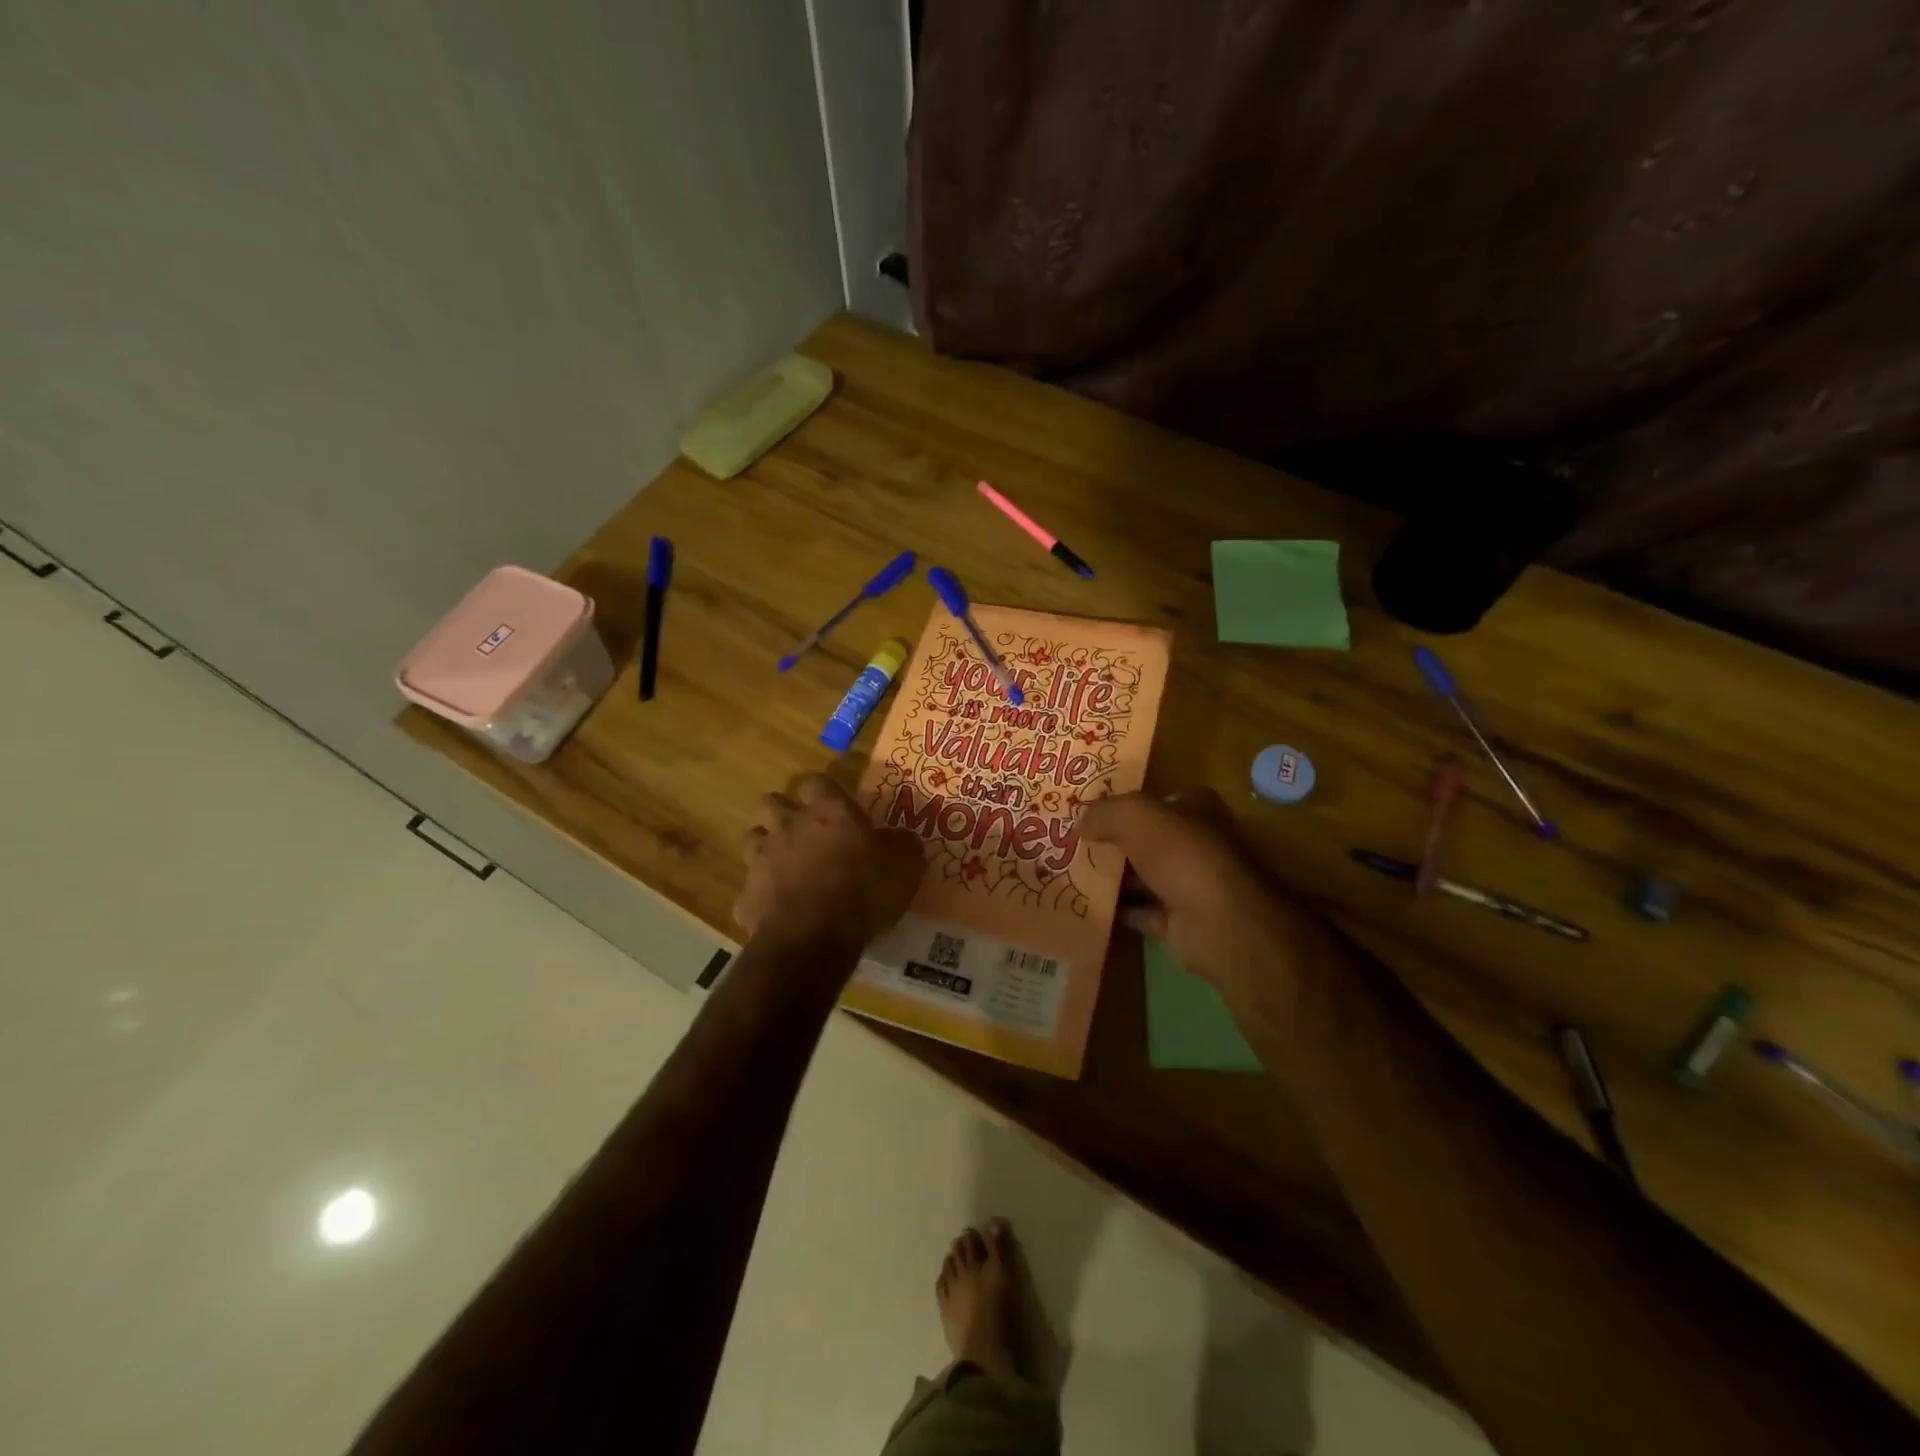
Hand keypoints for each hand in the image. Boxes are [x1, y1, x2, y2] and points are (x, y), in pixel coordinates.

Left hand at [734, 773, 923, 954]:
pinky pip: (751, 890)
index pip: (816, 781)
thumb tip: (898, 838)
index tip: (835, 805)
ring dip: (768, 848)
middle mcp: (788, 826)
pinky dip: (763, 897)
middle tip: (805, 832)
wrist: (813, 939)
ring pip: (754, 839)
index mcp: (828, 811)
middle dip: (784, 812)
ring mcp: (761, 860)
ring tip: (788, 868)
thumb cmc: (864, 891)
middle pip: (772, 802)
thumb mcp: (905, 863)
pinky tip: (780, 911)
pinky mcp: (746, 897)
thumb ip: (900, 842)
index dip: (823, 791)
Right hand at [1078, 788, 1341, 1016]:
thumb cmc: (1181, 855)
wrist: (1218, 923)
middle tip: (1072, 843)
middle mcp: (1197, 844)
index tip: (1090, 810)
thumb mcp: (1135, 816)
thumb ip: (1104, 812)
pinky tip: (1087, 907)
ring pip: (1144, 877)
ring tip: (1071, 874)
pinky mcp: (1182, 922)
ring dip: (1114, 879)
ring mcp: (1192, 885)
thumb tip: (1079, 822)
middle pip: (1148, 839)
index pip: (1159, 799)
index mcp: (1196, 809)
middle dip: (1114, 842)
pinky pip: (1142, 913)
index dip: (1126, 802)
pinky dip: (1119, 912)